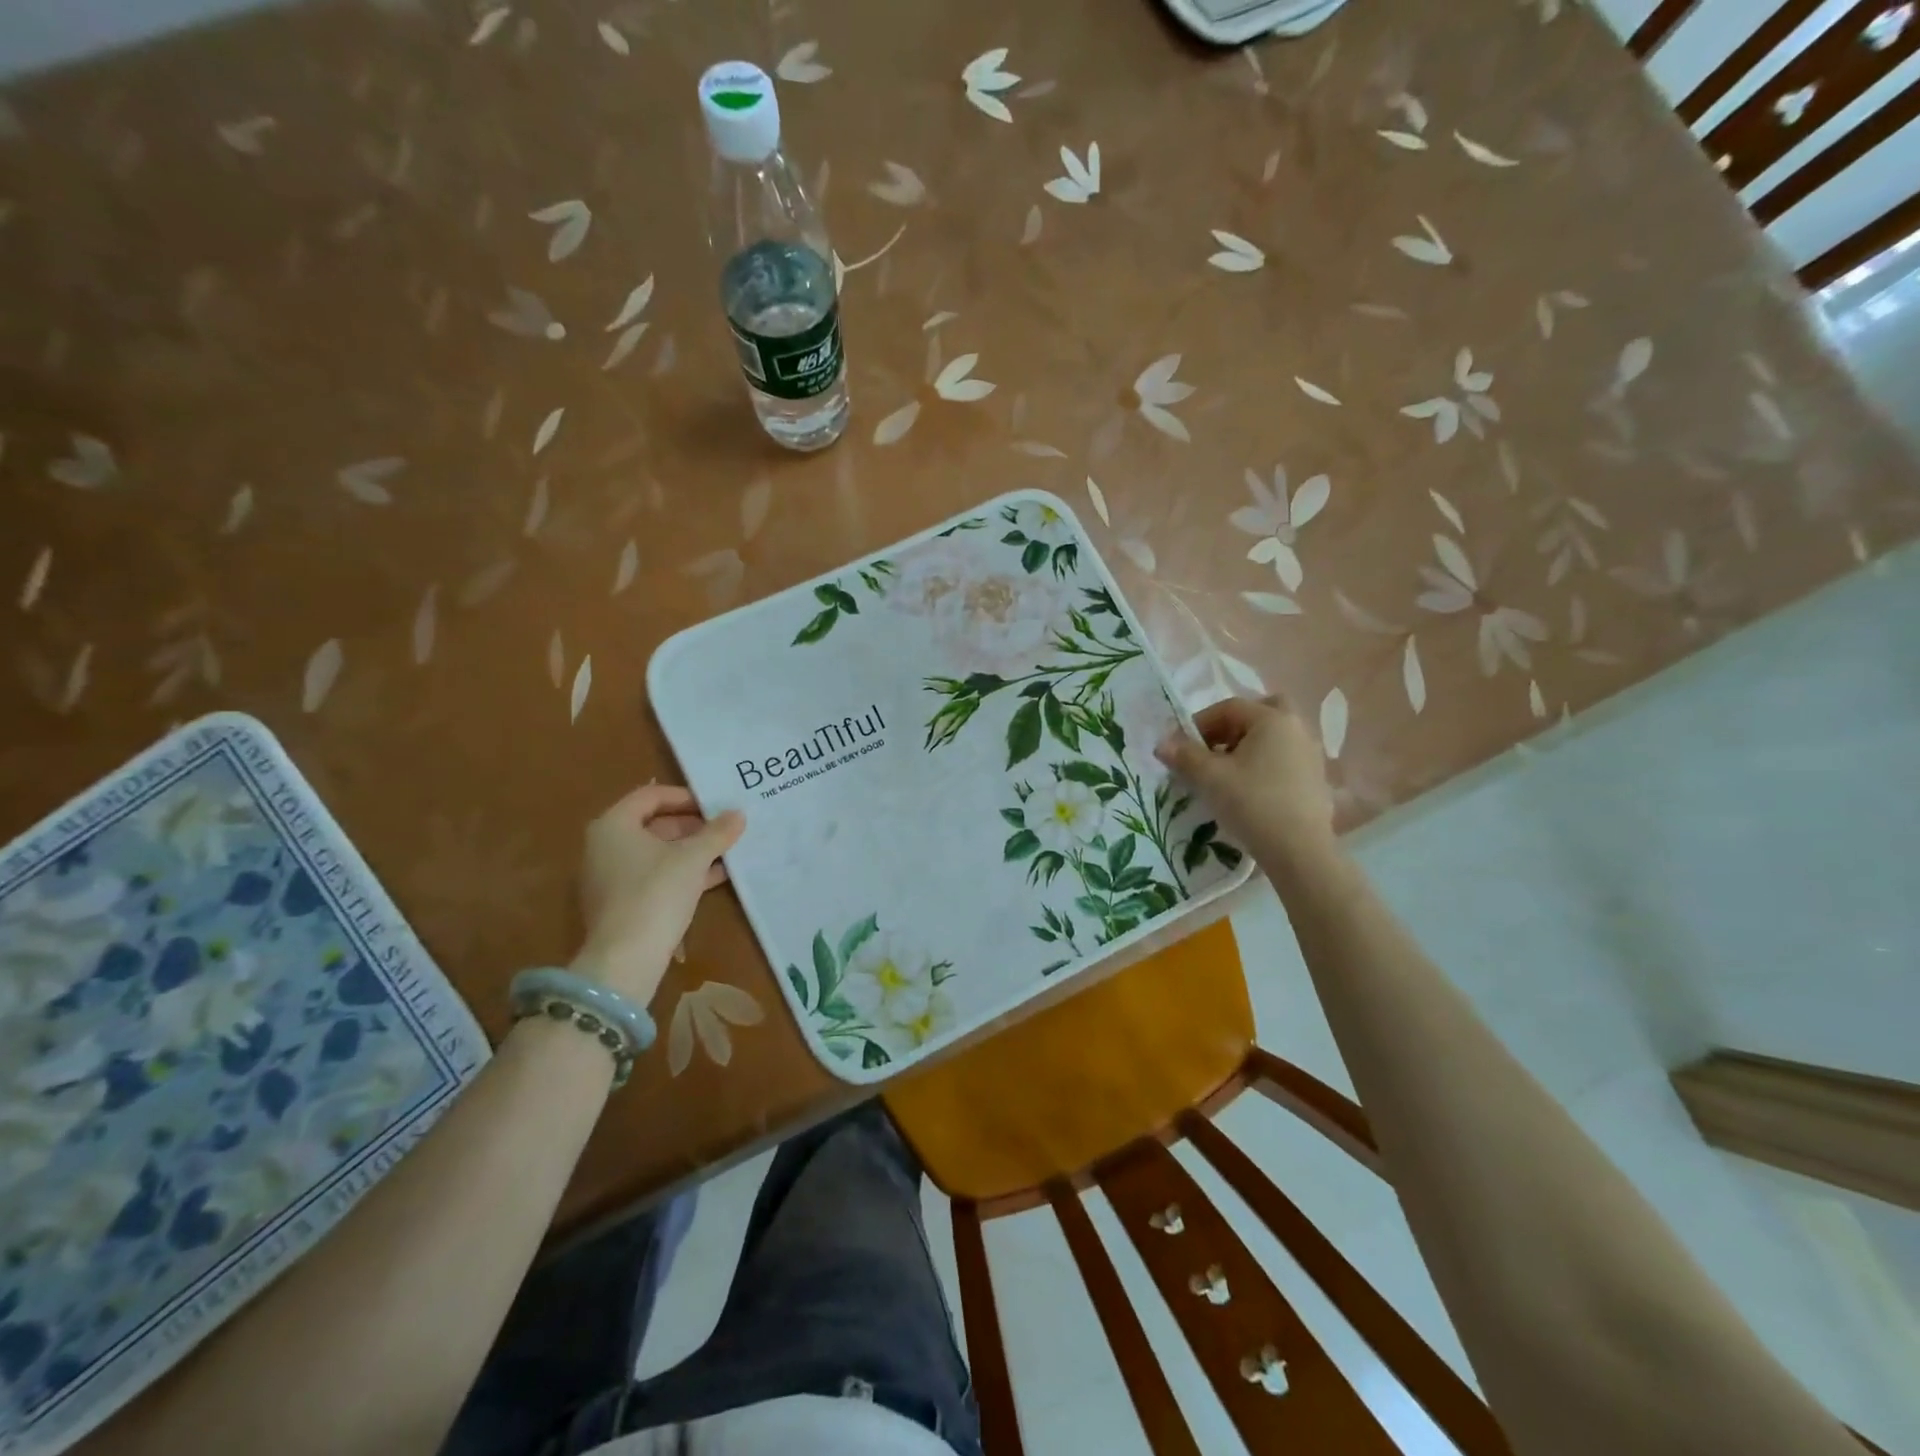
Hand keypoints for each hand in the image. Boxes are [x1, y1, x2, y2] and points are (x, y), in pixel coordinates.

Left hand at [572, 785, 744, 1005]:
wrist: (626, 959)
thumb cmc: (656, 893)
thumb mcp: (693, 858)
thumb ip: (717, 833)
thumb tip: (738, 814)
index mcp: (614, 825)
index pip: (650, 795)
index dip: (685, 797)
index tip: (715, 805)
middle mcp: (605, 846)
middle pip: (653, 824)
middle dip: (692, 826)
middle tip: (724, 828)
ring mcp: (611, 877)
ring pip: (657, 853)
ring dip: (691, 850)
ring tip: (726, 851)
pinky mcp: (621, 903)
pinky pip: (655, 876)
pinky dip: (682, 872)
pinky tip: (715, 876)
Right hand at [1155, 697, 1335, 868]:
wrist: (1298, 851)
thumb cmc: (1252, 803)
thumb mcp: (1209, 778)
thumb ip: (1184, 755)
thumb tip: (1162, 743)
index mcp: (1272, 719)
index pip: (1229, 707)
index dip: (1199, 723)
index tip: (1182, 746)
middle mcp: (1297, 729)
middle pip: (1260, 714)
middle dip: (1232, 727)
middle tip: (1212, 750)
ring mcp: (1311, 755)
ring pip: (1274, 738)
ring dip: (1248, 747)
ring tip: (1227, 774)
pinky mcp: (1317, 780)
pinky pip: (1285, 759)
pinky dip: (1265, 765)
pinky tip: (1250, 791)